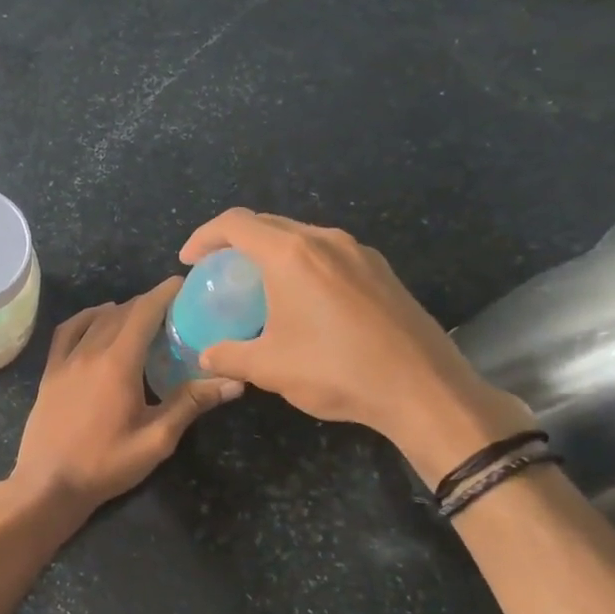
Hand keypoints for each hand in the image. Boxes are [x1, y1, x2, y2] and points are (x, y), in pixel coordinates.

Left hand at [11, 278, 243, 509]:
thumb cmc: (105, 464)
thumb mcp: (156, 439)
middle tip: (174, 310)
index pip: (144, 312)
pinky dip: (87, 318)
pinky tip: (97, 320)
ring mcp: (66, 360)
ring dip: (121, 311)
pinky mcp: (50, 372)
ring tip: (142, 317)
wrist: (48, 484)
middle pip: (122, 312)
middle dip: (148, 304)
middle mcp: (90, 351)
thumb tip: (233, 381)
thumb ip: (191, 404)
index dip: (164, 293)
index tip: (184, 284)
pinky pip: (68, 331)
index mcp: (118, 362)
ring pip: (96, 320)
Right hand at [179, 209, 532, 478]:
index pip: (235, 224)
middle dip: (235, 242)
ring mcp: (359, 253)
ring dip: (271, 252)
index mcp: (291, 254)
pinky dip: (302, 264)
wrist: (424, 390)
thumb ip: (228, 356)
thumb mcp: (269, 368)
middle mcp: (325, 241)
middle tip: (218, 271)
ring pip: (302, 237)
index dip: (204, 237)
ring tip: (258, 284)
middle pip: (268, 224)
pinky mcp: (381, 271)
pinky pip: (329, 253)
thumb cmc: (337, 371)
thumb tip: (205, 356)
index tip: (189, 262)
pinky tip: (303, 299)